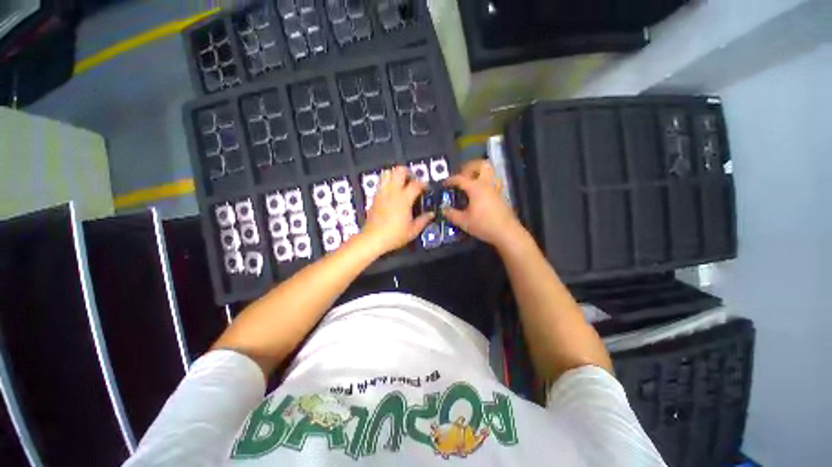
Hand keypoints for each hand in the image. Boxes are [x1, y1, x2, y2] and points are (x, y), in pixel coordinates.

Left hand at [362, 166, 433, 254]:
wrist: (373, 238)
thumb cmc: (394, 235)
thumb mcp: (413, 230)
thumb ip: (423, 220)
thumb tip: (431, 214)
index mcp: (404, 199)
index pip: (416, 184)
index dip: (423, 184)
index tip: (426, 188)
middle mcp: (392, 192)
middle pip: (399, 170)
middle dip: (408, 172)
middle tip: (413, 181)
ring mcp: (382, 193)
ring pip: (387, 173)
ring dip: (395, 175)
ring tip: (401, 183)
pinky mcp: (375, 197)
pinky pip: (381, 183)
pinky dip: (387, 183)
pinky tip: (392, 193)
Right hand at [443, 159, 524, 248]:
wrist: (506, 232)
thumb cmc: (484, 225)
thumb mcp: (464, 222)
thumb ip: (451, 214)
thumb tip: (444, 209)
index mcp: (476, 188)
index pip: (461, 178)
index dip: (451, 180)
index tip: (444, 184)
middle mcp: (487, 184)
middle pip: (481, 164)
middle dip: (469, 167)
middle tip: (461, 176)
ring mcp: (496, 188)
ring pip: (490, 171)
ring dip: (479, 172)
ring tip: (470, 181)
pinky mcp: (501, 194)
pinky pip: (492, 180)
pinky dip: (484, 181)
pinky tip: (479, 192)